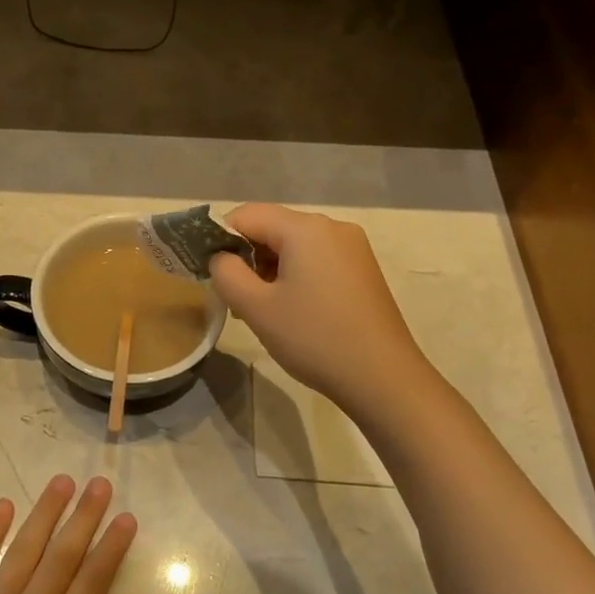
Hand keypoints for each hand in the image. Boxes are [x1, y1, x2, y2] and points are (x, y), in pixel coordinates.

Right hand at [209, 202, 429, 414]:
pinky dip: (294, 275)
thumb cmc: (314, 339)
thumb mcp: (256, 307)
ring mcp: (352, 247)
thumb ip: (226, 273)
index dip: (220, 239)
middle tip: (234, 298)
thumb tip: (221, 258)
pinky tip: (291, 309)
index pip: (246, 215)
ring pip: (294, 245)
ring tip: (261, 309)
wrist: (383, 378)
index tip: (210, 273)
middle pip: (272, 227)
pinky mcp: (362, 269)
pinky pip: (316, 259)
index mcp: (305, 228)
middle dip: (246, 256)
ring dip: (269, 268)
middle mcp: (331, 227)